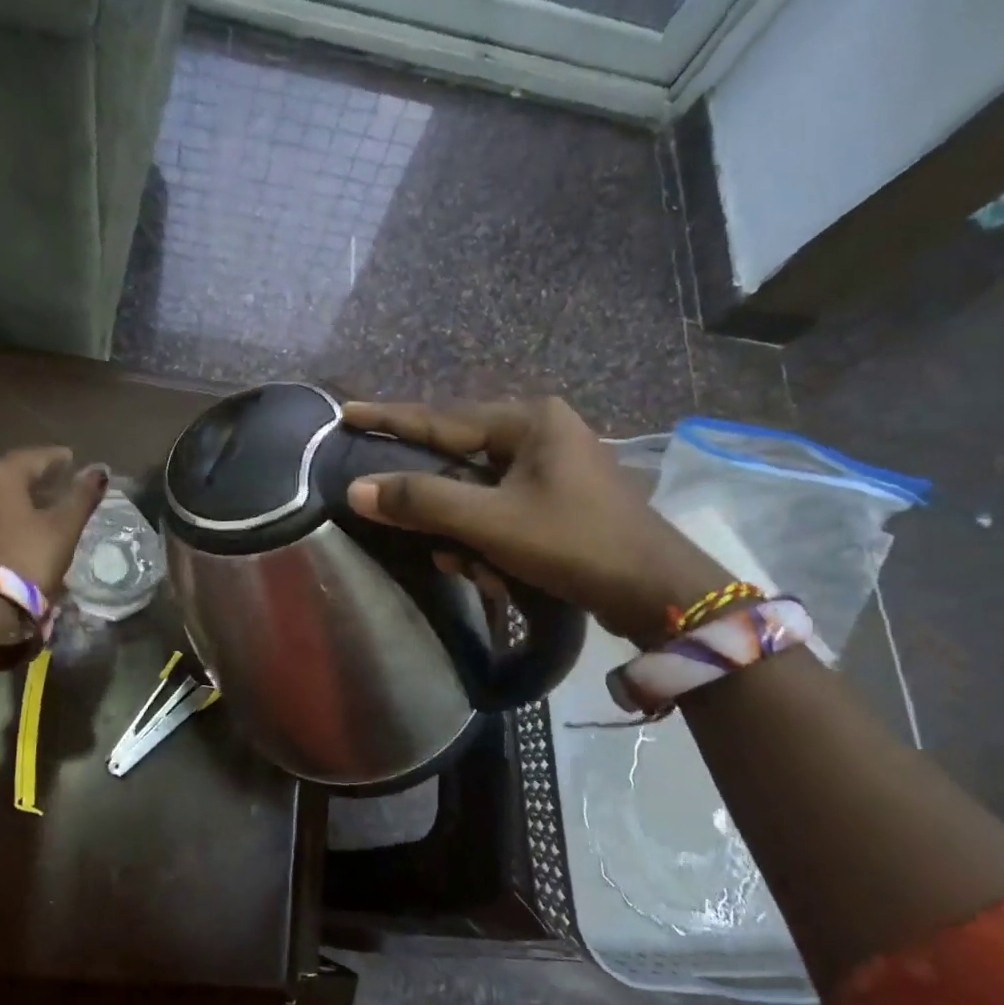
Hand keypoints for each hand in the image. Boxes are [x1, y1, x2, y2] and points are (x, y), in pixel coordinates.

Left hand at [0, 447, 107, 596]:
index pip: (36, 456)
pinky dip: (8, 506)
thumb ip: (82, 495)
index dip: (58, 458)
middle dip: (38, 472)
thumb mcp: (63, 525)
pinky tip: (24, 516)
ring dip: (22, 490)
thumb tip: (101, 471)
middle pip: (14, 469)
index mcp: (1, 472)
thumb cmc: (29, 555)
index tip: (74, 459)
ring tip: (46, 498)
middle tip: (62, 477)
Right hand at [341, 398, 727, 644]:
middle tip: (407, 522)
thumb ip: (423, 500)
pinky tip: (495, 573)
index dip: (390, 419)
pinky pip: (502, 511)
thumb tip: (358, 488)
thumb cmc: (574, 544)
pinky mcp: (559, 501)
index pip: (441, 417)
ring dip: (465, 532)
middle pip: (460, 458)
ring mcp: (553, 468)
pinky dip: (490, 541)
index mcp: (529, 421)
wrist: (656, 591)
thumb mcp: (491, 522)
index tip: (346, 413)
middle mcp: (541, 434)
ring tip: (473, 568)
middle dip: (436, 503)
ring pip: (479, 492)